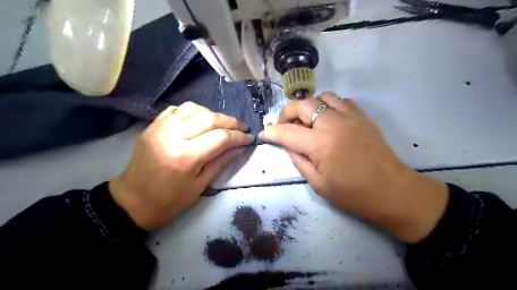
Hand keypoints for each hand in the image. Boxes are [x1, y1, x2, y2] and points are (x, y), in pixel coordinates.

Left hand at [108, 102, 253, 231]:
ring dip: (213, 114)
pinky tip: (200, 120)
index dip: (239, 136)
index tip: (249, 138)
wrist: (132, 201)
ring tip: (222, 124)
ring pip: (194, 108)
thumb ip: (222, 161)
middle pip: (210, 118)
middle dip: (231, 121)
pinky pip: (177, 109)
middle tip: (242, 128)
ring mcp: (160, 127)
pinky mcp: (153, 125)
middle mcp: (173, 136)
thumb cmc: (170, 200)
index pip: (221, 137)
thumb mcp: (200, 185)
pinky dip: (194, 112)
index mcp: (186, 156)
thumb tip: (240, 147)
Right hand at [259, 92, 448, 241]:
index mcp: (321, 144)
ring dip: (309, 106)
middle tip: (284, 126)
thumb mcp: (318, 184)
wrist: (392, 191)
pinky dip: (329, 106)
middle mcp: (333, 123)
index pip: (287, 132)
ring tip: (307, 122)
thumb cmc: (353, 194)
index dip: (272, 132)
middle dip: (287, 113)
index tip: (264, 133)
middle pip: (303, 104)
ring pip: (322, 96)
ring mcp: (350, 116)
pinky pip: (341, 100)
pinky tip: (328, 120)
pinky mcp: (362, 116)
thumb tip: (288, 145)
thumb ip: (299, 161)